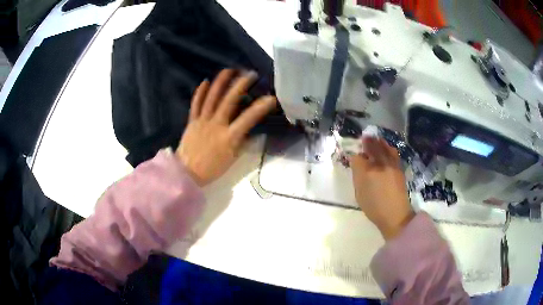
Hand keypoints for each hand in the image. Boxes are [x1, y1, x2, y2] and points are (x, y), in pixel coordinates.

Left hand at [177, 69, 276, 185]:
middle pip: (229, 101)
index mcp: (229, 137)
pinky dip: (200, 92)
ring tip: (229, 70)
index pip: (248, 118)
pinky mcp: (192, 121)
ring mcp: (202, 121)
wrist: (187, 173)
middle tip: (249, 74)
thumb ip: (243, 143)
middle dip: (240, 85)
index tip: (271, 98)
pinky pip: (196, 104)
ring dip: (221, 82)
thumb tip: (253, 131)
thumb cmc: (212, 168)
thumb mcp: (232, 159)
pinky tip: (205, 81)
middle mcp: (216, 125)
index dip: (261, 107)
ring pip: (212, 97)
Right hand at [350, 137, 413, 239]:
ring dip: (379, 142)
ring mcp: (391, 165)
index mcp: (366, 173)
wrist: (395, 215)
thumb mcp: (360, 195)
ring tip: (375, 139)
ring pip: (384, 148)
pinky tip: (386, 148)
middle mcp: (379, 165)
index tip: (354, 156)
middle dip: (367, 142)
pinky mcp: (399, 168)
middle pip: (372, 148)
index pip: (358, 158)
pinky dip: (388, 148)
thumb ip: (358, 177)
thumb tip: (358, 165)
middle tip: (365, 137)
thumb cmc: (374, 208)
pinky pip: (393, 153)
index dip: (355, 156)